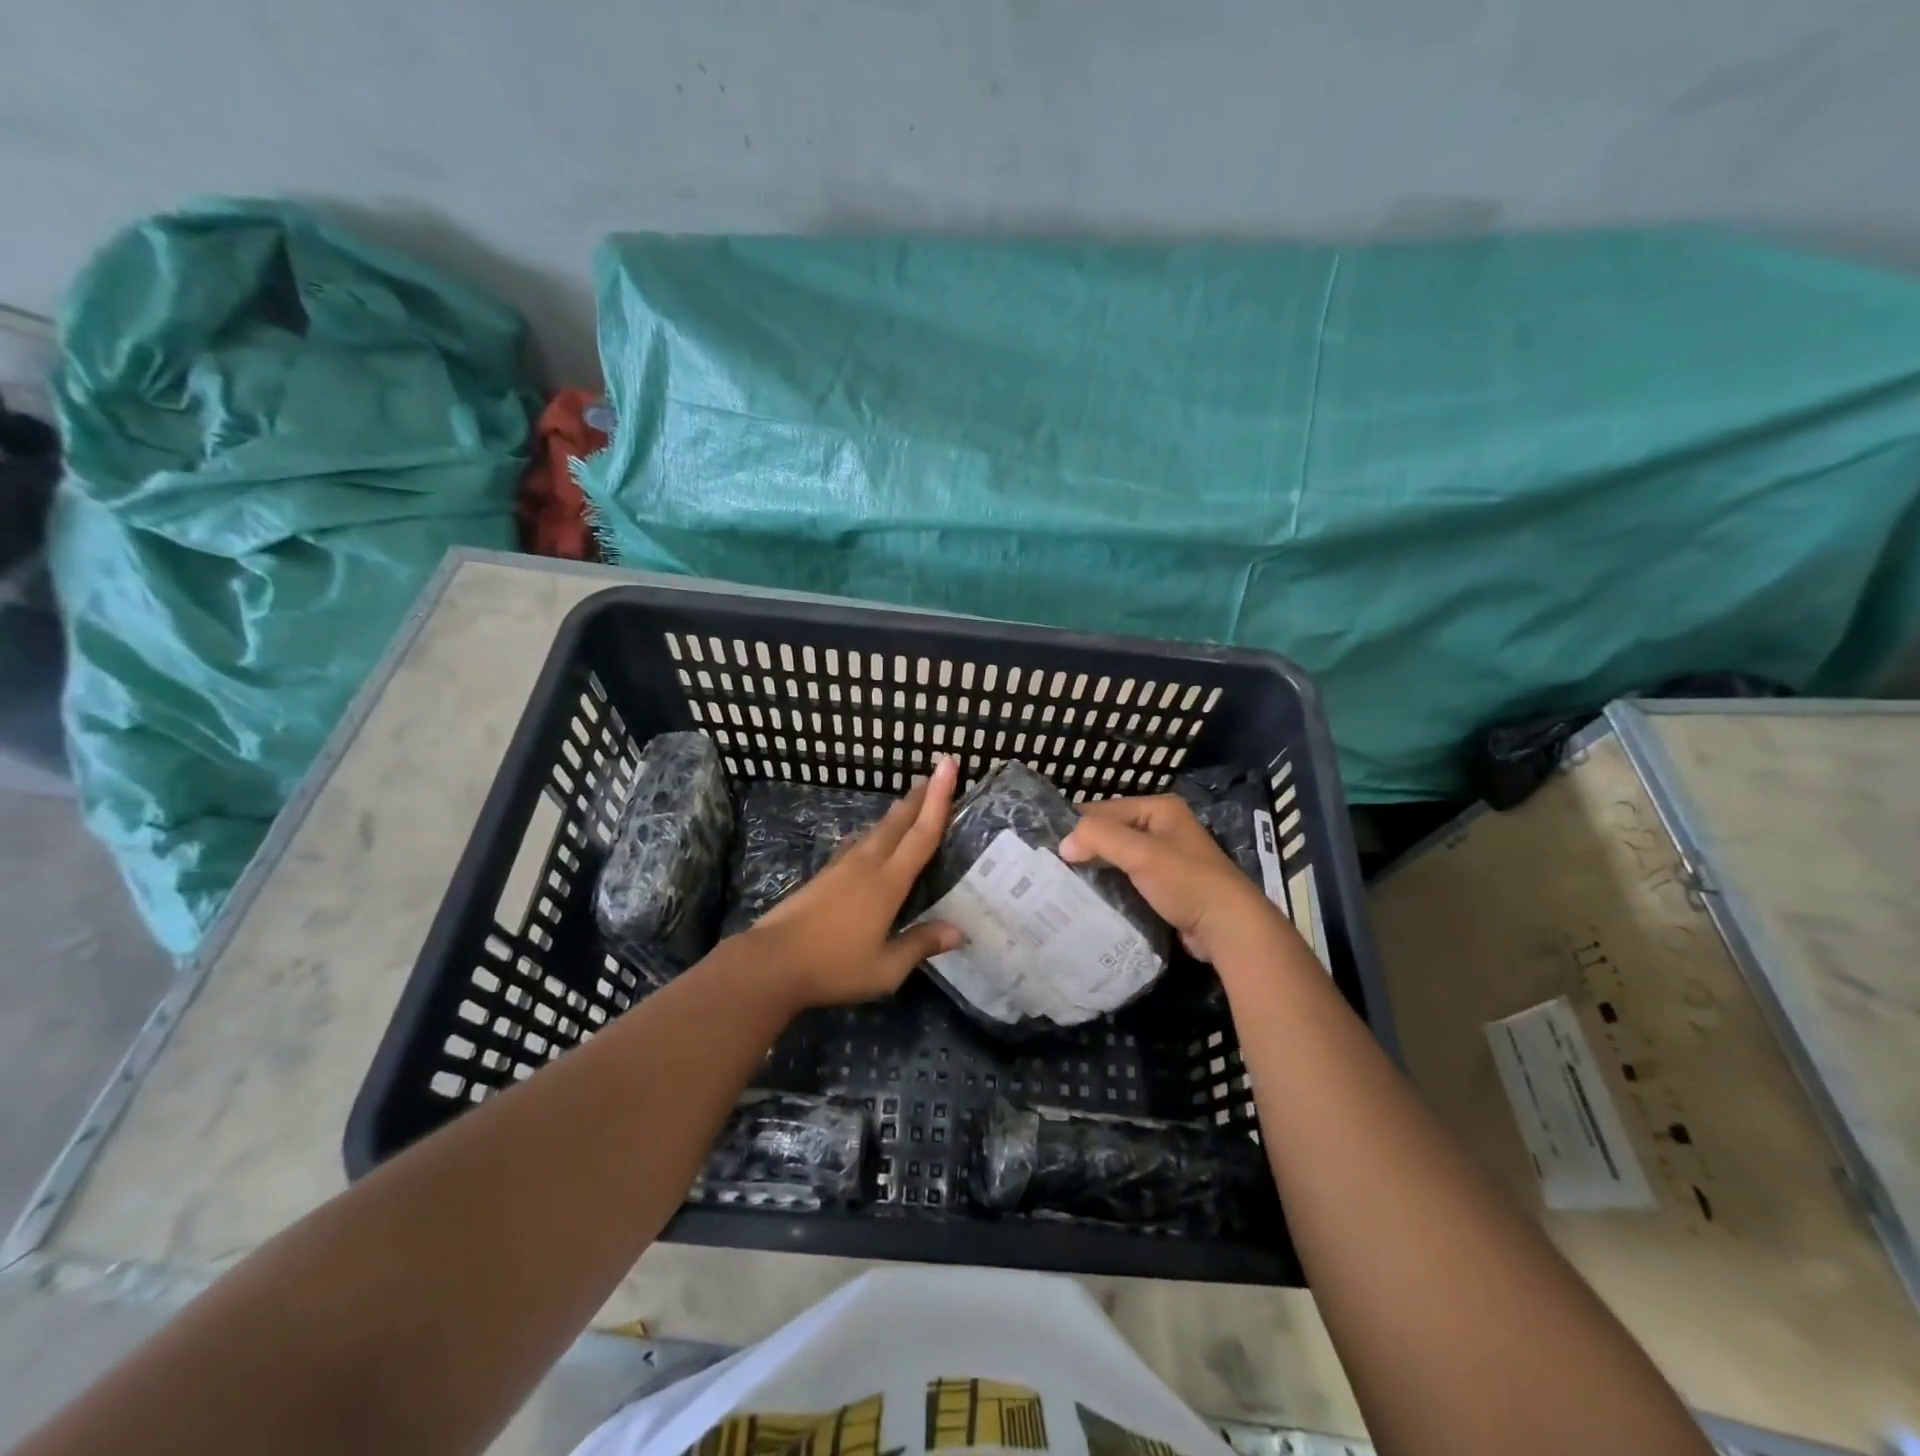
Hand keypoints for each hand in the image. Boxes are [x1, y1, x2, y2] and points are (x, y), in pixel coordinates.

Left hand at [742, 757, 963, 1007]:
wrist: (770, 963)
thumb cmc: (833, 966)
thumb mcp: (885, 968)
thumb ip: (920, 945)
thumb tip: (959, 931)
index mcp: (887, 884)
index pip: (921, 835)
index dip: (939, 801)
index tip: (948, 766)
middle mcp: (866, 866)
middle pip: (897, 824)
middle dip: (919, 798)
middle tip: (935, 774)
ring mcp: (840, 868)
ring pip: (875, 832)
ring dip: (896, 814)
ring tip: (908, 801)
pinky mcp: (822, 877)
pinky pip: (856, 845)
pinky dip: (872, 834)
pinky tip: (867, 838)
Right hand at [1059, 795, 1288, 966]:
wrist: (1228, 928)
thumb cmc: (1185, 881)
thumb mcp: (1140, 852)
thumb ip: (1099, 838)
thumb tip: (1064, 845)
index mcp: (1160, 808)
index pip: (1105, 809)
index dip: (1079, 827)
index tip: (1050, 849)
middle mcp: (1163, 827)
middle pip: (1112, 833)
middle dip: (1086, 849)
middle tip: (1054, 869)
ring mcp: (1166, 858)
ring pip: (1118, 858)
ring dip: (1097, 870)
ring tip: (1065, 885)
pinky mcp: (1166, 886)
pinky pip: (1129, 879)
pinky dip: (1112, 886)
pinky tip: (1092, 899)